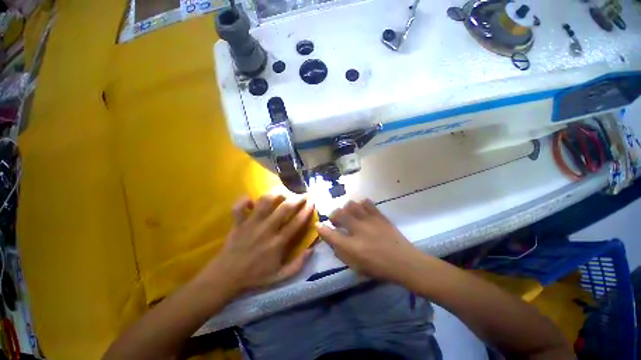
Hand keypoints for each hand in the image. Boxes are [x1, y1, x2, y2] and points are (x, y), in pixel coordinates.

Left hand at [197, 194, 314, 296]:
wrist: (226, 278)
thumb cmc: (255, 276)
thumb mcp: (280, 276)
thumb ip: (298, 264)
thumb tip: (312, 249)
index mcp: (278, 243)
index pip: (296, 222)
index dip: (306, 210)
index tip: (312, 202)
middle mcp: (266, 230)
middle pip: (284, 208)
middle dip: (296, 198)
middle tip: (302, 195)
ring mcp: (250, 224)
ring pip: (264, 202)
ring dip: (275, 195)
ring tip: (281, 194)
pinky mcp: (238, 223)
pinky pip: (240, 206)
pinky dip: (245, 200)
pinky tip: (252, 201)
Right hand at [316, 199, 423, 284]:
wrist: (405, 262)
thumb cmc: (379, 268)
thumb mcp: (356, 267)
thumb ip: (342, 253)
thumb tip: (333, 242)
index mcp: (351, 246)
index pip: (330, 234)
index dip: (321, 229)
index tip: (318, 225)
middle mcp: (358, 230)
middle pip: (339, 214)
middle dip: (333, 214)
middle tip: (335, 219)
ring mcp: (369, 220)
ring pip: (351, 205)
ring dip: (346, 208)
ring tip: (349, 214)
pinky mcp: (379, 215)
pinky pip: (367, 203)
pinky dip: (361, 204)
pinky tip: (362, 210)